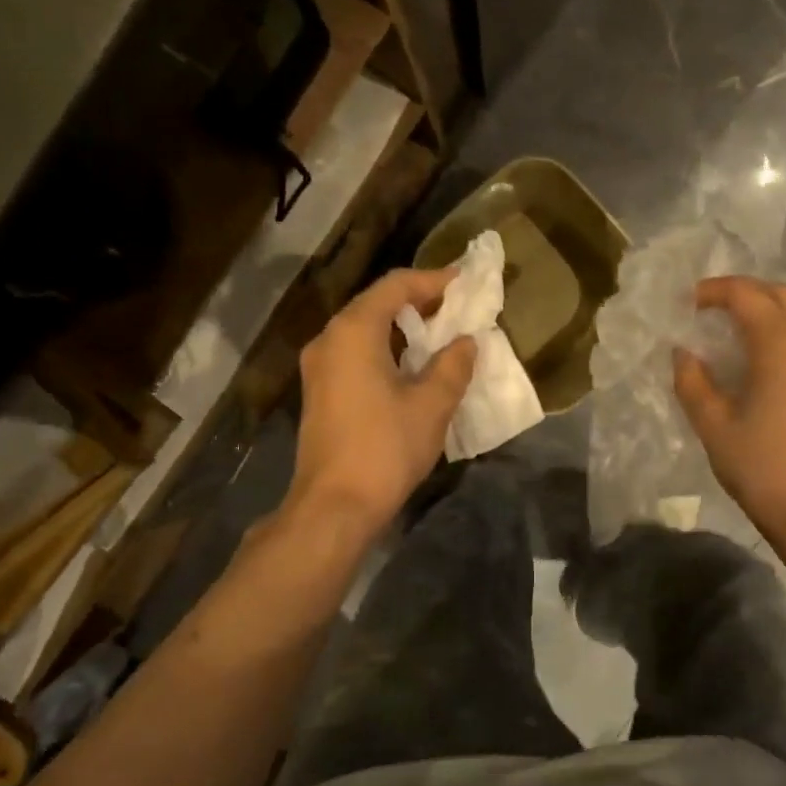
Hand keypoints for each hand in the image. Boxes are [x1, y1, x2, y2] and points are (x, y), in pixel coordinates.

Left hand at [286, 267, 476, 536]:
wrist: (335, 505)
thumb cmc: (386, 447)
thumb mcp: (432, 404)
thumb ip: (453, 365)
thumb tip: (466, 342)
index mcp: (353, 332)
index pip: (395, 286)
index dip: (433, 280)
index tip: (465, 282)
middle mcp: (330, 339)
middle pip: (376, 304)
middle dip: (418, 302)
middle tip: (456, 308)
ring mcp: (320, 367)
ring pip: (364, 330)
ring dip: (402, 328)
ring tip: (440, 335)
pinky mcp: (321, 392)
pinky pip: (356, 353)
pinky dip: (386, 349)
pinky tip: (413, 366)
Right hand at [673, 275, 785, 536]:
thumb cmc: (762, 467)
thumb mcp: (714, 425)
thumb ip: (692, 382)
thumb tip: (683, 353)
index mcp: (781, 344)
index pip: (746, 295)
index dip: (713, 291)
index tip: (686, 303)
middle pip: (779, 294)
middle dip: (743, 292)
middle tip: (709, 308)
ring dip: (766, 308)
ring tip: (732, 328)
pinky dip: (783, 329)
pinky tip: (760, 356)